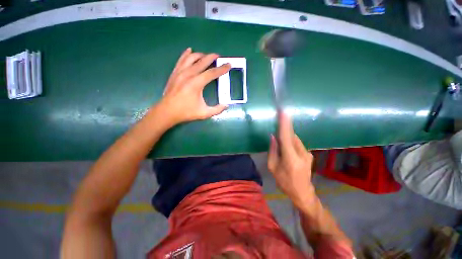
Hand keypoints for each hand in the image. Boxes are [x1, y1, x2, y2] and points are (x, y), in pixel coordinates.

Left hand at [157, 48, 230, 124]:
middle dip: (212, 57)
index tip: (228, 65)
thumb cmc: (186, 112)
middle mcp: (188, 74)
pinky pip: (181, 60)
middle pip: (202, 61)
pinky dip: (186, 54)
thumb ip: (217, 110)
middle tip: (219, 56)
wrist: (167, 112)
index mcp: (196, 83)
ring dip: (201, 55)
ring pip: (191, 58)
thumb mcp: (204, 113)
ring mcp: (180, 72)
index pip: (212, 73)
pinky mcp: (174, 73)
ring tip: (207, 56)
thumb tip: (226, 105)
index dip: (222, 69)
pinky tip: (190, 50)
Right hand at [267, 112, 314, 207]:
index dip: (284, 124)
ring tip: (281, 142)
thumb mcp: (273, 167)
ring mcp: (307, 154)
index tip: (283, 112)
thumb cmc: (284, 182)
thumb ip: (272, 151)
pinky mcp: (309, 154)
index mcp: (290, 158)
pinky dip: (291, 142)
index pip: (286, 137)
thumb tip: (273, 137)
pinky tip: (287, 150)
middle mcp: (301, 153)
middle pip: (291, 136)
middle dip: (285, 129)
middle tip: (279, 123)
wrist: (303, 193)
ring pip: (295, 139)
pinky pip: (298, 144)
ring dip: (287, 137)